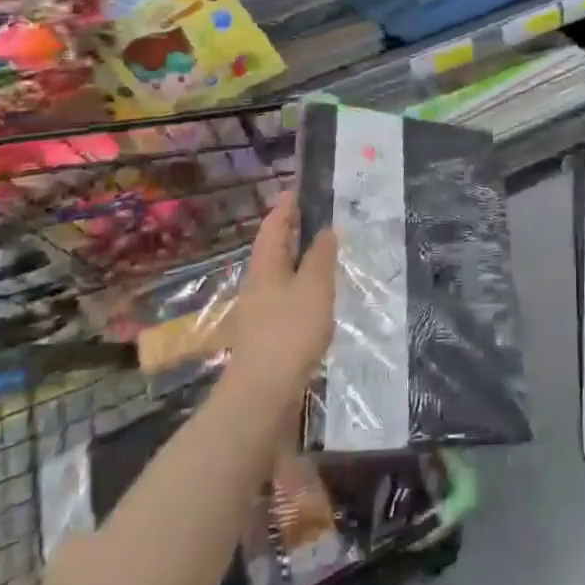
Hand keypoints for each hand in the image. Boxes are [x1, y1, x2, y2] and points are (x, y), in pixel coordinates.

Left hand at [223, 195, 337, 404]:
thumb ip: (321, 257)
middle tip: (317, 219)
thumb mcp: (315, 287)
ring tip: (324, 255)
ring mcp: (259, 312)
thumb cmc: (290, 331)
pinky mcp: (267, 336)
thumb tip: (326, 229)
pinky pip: (285, 299)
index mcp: (266, 265)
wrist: (262, 394)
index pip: (274, 225)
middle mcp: (258, 284)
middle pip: (273, 250)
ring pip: (279, 275)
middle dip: (292, 233)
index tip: (299, 190)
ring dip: (298, 261)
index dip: (286, 206)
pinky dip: (301, 288)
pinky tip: (318, 298)